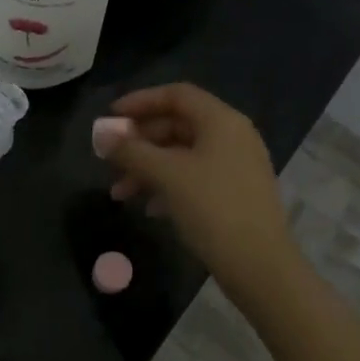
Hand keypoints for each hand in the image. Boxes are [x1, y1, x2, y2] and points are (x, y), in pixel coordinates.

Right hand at [97, 83, 296, 289]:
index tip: (110, 117)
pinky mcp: (234, 194)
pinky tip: (148, 208)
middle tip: (110, 158)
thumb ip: (131, 151)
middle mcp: (232, 136)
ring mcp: (236, 166)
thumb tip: (100, 135)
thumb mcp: (166, 175)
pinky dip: (167, 186)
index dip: (140, 101)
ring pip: (182, 155)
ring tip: (119, 193)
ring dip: (148, 168)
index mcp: (221, 121)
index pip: (176, 95)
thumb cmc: (212, 208)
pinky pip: (194, 177)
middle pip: (177, 125)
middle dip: (139, 142)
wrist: (259, 265)